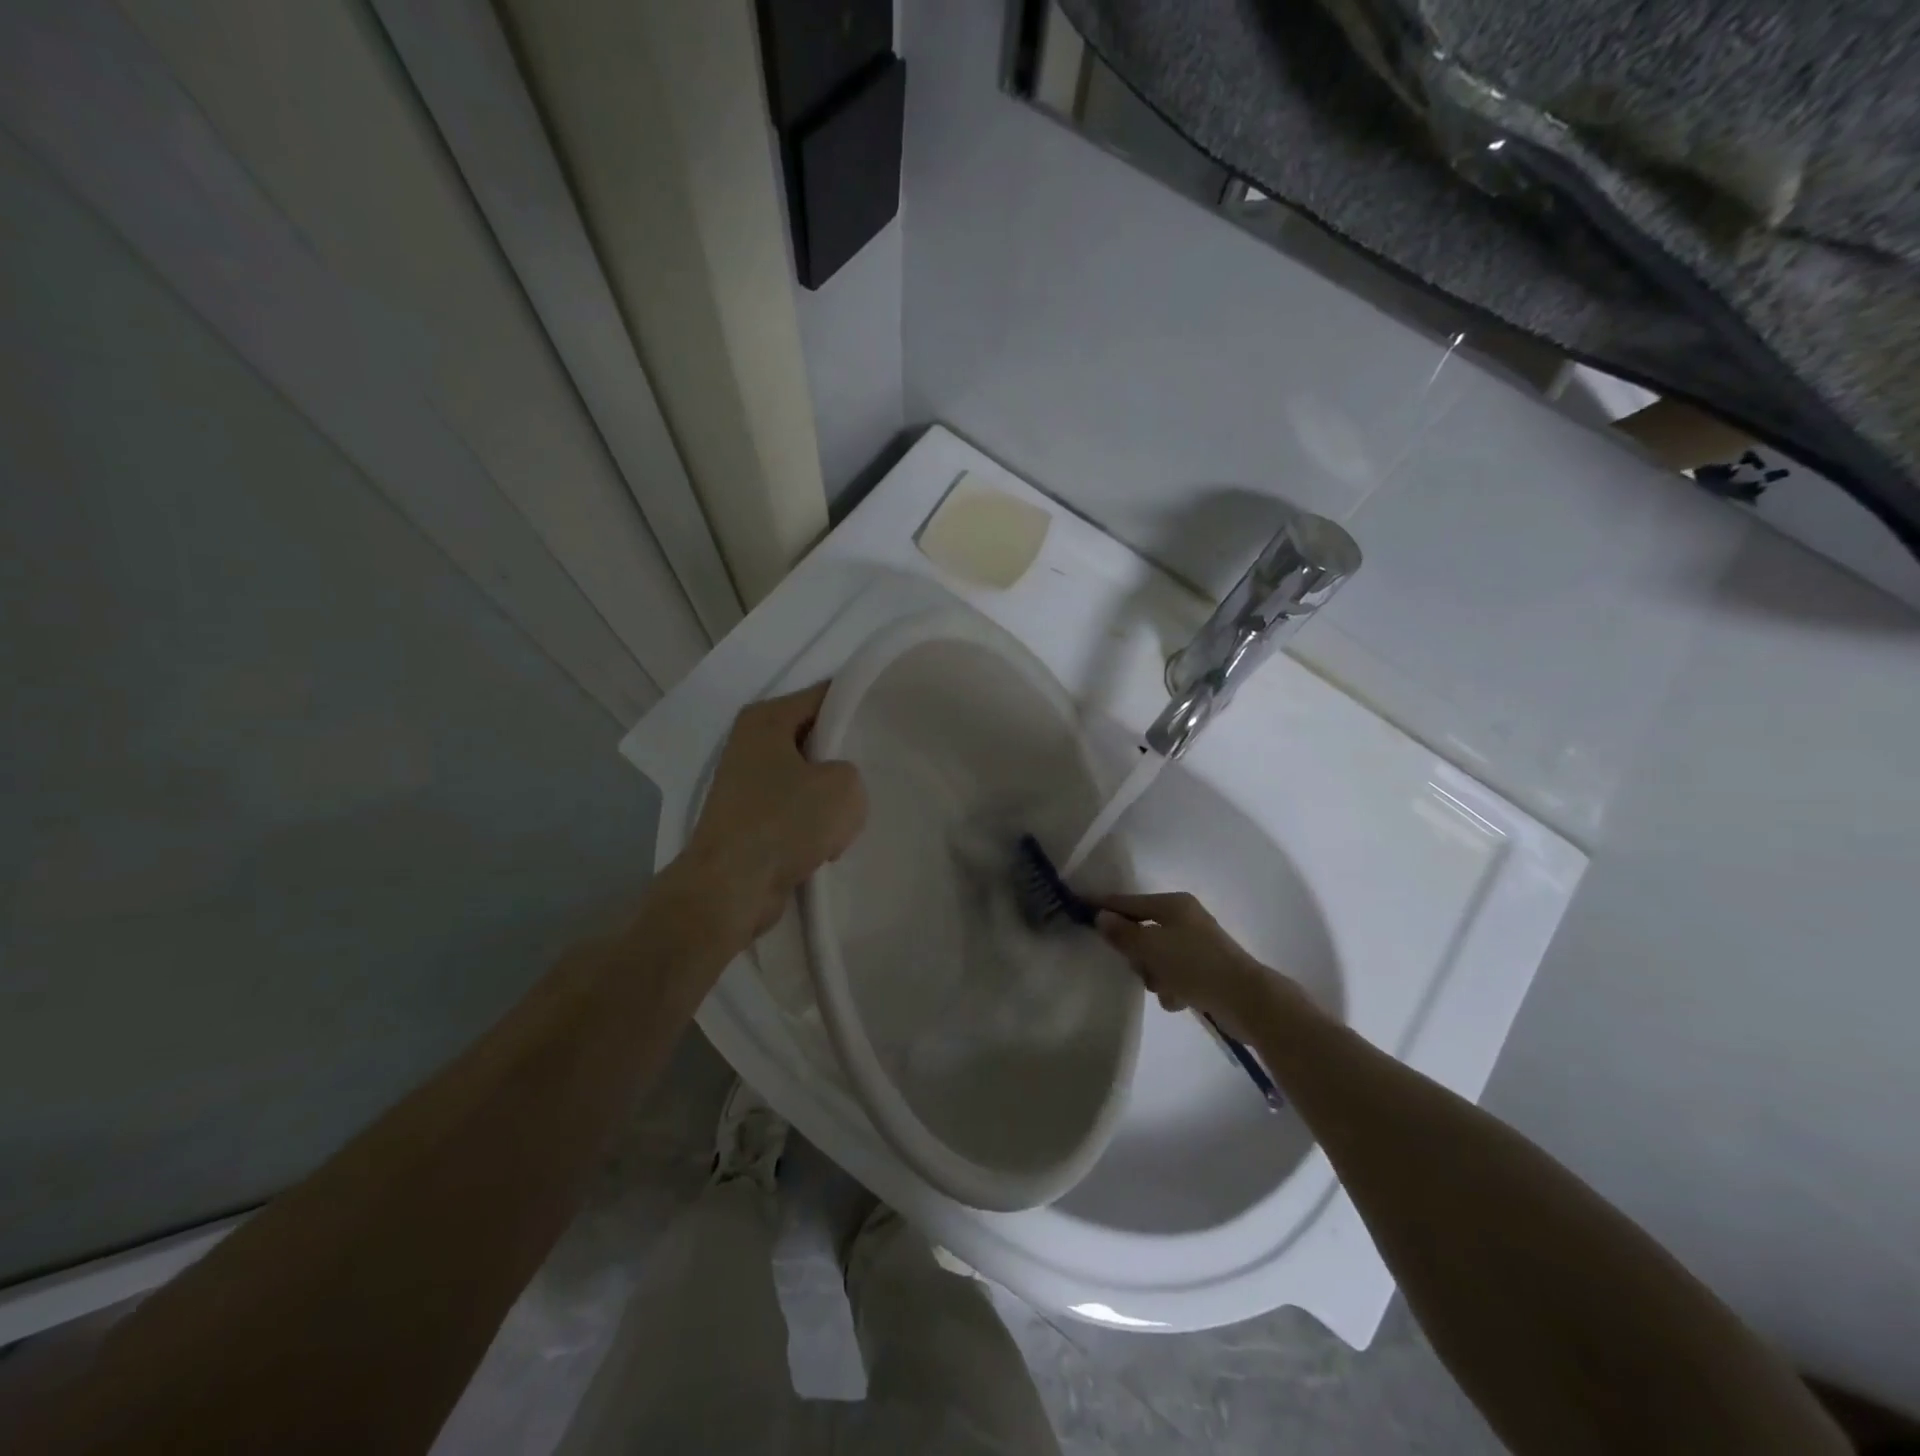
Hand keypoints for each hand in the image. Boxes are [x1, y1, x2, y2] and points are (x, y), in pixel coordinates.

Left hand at [679, 683, 866, 942]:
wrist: (731, 888)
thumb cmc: (785, 822)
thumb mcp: (844, 786)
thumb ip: (852, 772)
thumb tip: (836, 787)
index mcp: (765, 719)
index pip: (823, 695)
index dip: (856, 704)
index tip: (887, 719)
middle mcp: (749, 744)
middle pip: (814, 738)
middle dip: (844, 757)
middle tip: (876, 771)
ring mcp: (746, 785)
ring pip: (807, 779)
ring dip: (829, 800)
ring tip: (848, 818)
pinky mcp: (748, 822)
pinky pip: (794, 812)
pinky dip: (811, 827)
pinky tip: (827, 844)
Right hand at [1095, 892, 1282, 1038]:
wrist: (1247, 1001)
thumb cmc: (1196, 965)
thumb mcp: (1152, 948)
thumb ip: (1123, 933)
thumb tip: (1101, 917)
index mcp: (1174, 905)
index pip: (1129, 902)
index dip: (1104, 906)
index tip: (1079, 906)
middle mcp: (1185, 920)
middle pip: (1142, 932)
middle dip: (1137, 953)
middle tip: (1137, 966)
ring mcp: (1197, 946)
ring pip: (1156, 958)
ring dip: (1155, 976)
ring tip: (1165, 988)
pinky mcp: (1205, 971)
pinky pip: (1174, 976)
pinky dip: (1173, 988)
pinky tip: (1181, 1000)